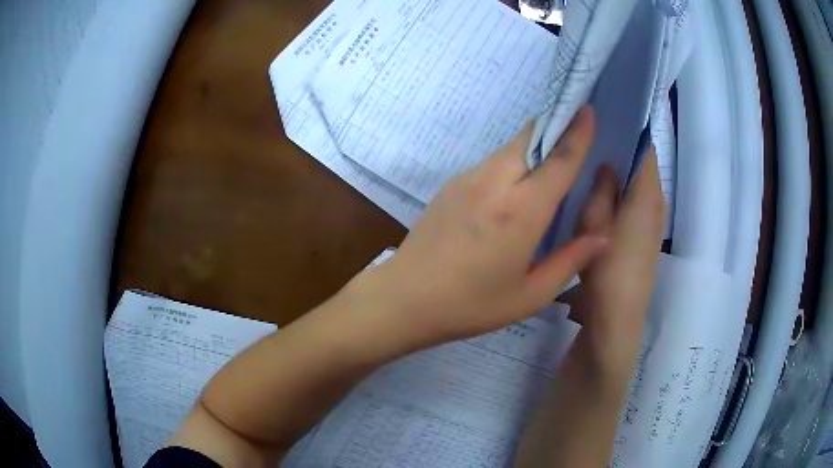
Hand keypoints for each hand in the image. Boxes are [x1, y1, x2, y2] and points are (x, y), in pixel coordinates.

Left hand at [356, 107, 608, 348]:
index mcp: (521, 211)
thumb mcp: (530, 295)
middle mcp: (495, 183)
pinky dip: (510, 161)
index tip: (587, 110)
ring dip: (532, 146)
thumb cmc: (471, 304)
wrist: (406, 298)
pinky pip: (490, 162)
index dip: (576, 134)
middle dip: (554, 130)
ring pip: (509, 148)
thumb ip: (571, 261)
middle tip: (573, 132)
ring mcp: (468, 180)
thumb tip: (603, 235)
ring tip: (548, 162)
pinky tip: (512, 187)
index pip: (558, 161)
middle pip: (530, 140)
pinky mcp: (451, 184)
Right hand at [569, 147, 665, 367]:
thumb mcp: (594, 224)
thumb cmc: (605, 271)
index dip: (631, 131)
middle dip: (623, 153)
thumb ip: (601, 190)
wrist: (616, 323)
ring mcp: (653, 225)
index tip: (607, 119)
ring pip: (640, 189)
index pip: (646, 150)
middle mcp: (656, 205)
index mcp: (646, 195)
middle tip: (592, 142)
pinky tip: (602, 200)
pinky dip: (624, 196)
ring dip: (623, 176)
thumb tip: (607, 165)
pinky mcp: (645, 241)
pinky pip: (637, 206)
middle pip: (644, 169)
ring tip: (593, 165)